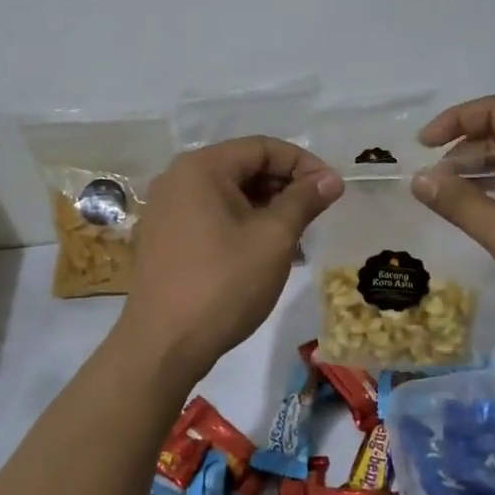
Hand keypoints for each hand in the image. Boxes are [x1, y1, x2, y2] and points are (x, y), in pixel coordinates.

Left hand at [117, 136, 343, 385]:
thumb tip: (331, 178)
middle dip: (284, 186)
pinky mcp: (164, 238)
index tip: (331, 190)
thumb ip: (304, 200)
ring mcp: (166, 209)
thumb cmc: (223, 284)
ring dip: (266, 208)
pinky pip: (211, 216)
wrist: (163, 346)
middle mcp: (178, 179)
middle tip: (316, 216)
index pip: (262, 147)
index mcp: (201, 168)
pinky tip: (265, 252)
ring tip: (296, 238)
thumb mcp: (273, 238)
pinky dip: (241, 224)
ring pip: (229, 194)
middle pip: (243, 167)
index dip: (302, 163)